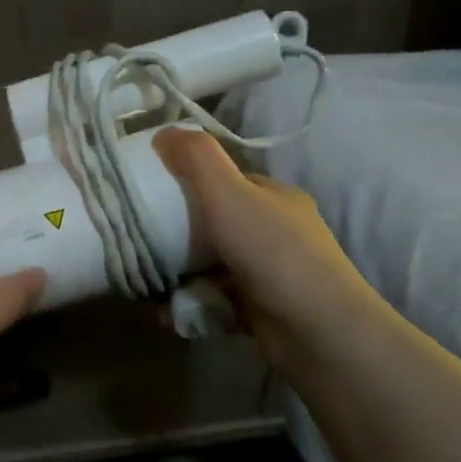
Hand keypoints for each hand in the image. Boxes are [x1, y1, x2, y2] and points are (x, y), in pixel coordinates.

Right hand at [152, 126, 384, 369]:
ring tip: (150, 287)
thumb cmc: (272, 251)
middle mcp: (275, 231)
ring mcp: (270, 272)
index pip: (224, 180)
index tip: (152, 195)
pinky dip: (192, 304)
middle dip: (176, 237)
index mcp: (274, 197)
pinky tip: (169, 314)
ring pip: (210, 265)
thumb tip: (164, 130)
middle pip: (213, 224)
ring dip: (179, 276)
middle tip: (143, 245)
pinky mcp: (261, 309)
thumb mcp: (228, 193)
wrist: (317, 331)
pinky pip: (215, 299)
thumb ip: (196, 158)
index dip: (187, 183)